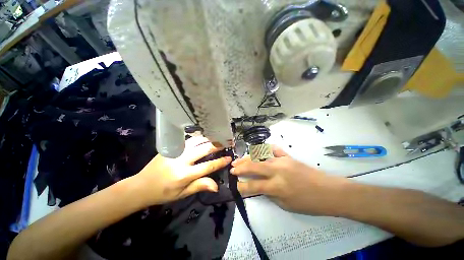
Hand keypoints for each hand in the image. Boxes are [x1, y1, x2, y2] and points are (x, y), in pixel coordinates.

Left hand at [133, 136, 231, 205]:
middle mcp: (181, 160)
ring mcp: (175, 151)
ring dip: (208, 139)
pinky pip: (188, 140)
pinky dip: (198, 138)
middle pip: (204, 149)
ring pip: (196, 141)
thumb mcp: (182, 194)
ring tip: (217, 137)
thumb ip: (200, 186)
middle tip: (226, 142)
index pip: (208, 166)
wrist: (141, 186)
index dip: (220, 161)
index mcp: (184, 175)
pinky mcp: (171, 147)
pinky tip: (204, 137)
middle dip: (217, 146)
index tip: (229, 158)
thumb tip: (217, 186)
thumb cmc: (163, 193)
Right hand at [231, 146, 348, 214]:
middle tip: (232, 169)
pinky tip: (257, 150)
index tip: (236, 186)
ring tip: (238, 160)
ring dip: (247, 158)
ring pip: (260, 156)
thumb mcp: (286, 205)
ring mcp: (282, 160)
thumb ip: (269, 194)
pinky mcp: (288, 156)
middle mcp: (277, 170)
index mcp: (277, 186)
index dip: (242, 186)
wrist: (329, 191)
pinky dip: (264, 149)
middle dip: (240, 167)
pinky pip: (273, 149)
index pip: (254, 185)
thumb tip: (258, 187)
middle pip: (253, 166)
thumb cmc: (308, 203)